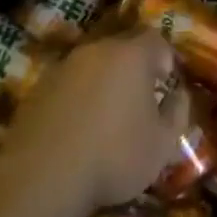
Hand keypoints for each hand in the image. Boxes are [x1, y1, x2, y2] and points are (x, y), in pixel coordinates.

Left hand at [0, 27, 187, 214]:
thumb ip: (177, 112)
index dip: (165, 60)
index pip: (156, 40)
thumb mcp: (162, 143)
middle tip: (138, 102)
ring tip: (106, 118)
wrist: (42, 177)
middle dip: (134, 70)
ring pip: (93, 66)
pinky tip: (77, 129)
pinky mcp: (39, 87)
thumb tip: (178, 94)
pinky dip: (77, 98)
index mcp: (131, 55)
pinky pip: (69, 84)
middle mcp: (97, 50)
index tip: (165, 86)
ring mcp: (64, 66)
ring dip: (103, 83)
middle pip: (122, 49)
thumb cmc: (114, 156)